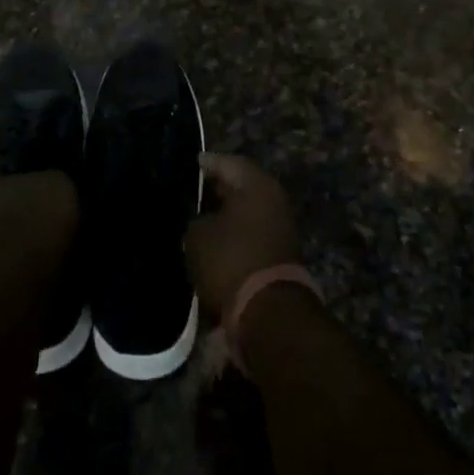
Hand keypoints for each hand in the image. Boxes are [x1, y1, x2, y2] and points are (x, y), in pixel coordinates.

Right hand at [186, 154, 300, 322]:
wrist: (268, 312)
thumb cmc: (231, 261)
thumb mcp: (198, 236)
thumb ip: (196, 219)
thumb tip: (201, 219)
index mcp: (256, 184)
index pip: (227, 162)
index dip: (207, 163)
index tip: (192, 164)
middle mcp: (273, 199)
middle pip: (240, 186)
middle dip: (217, 188)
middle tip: (193, 190)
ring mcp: (281, 226)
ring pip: (247, 211)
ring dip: (226, 213)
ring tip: (199, 217)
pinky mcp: (280, 252)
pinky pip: (251, 233)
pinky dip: (235, 233)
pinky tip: (214, 240)